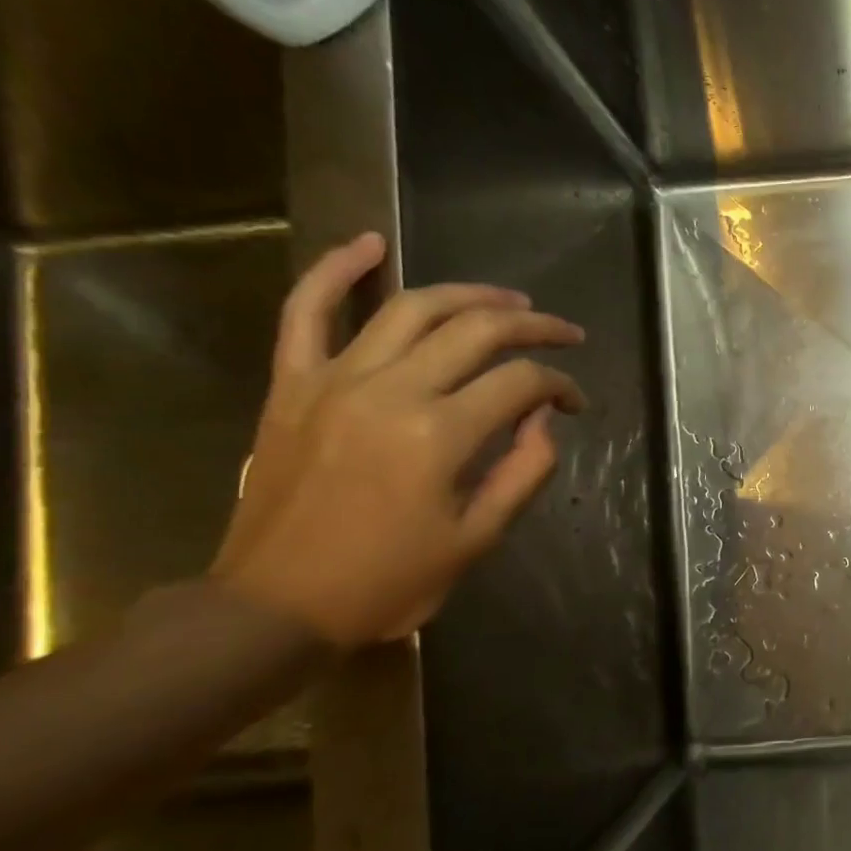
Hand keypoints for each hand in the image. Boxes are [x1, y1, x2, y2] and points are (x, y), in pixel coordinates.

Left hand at [211, 233, 587, 646]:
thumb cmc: (388, 582)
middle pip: (477, 331)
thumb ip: (523, 473)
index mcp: (440, 435)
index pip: (521, 384)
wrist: (275, 606)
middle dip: (533, 327)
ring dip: (469, 294)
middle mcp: (391, 391)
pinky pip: (306, 311)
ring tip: (508, 299)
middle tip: (563, 333)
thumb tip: (545, 422)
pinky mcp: (293, 385)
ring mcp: (334, 380)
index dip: (561, 386)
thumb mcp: (476, 540)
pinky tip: (368, 244)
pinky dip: (336, 271)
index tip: (576, 404)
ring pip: (411, 309)